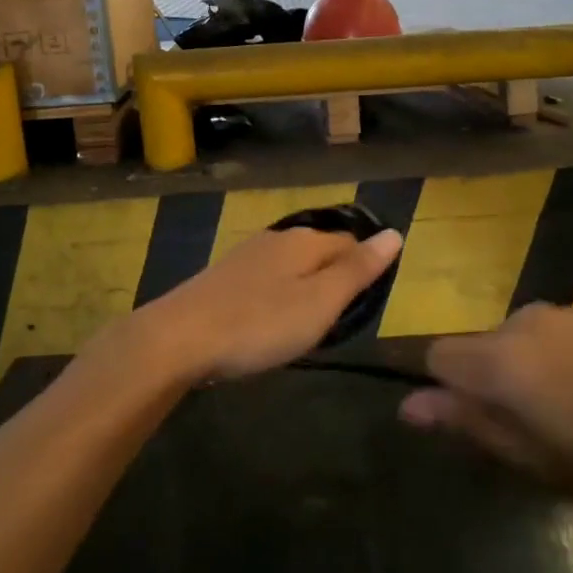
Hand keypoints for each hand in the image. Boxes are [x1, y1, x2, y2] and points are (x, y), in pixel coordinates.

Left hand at [133, 225, 402, 382]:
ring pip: (291, 265)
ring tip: (308, 324)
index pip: (350, 241)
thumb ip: (357, 270)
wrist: (178, 339)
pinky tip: (270, 320)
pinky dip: (277, 296)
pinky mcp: (223, 278)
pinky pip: (266, 279)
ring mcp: (245, 256)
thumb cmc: (259, 323)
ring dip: (305, 287)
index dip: (364, 267)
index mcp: (304, 241)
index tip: (366, 304)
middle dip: (334, 277)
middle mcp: (276, 239)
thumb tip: (394, 234)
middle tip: (339, 319)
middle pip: (320, 250)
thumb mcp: (320, 302)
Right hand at [401, 304, 572, 518]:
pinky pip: (552, 337)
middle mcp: (523, 322)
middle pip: (479, 349)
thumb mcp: (535, 460)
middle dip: (490, 386)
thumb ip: (468, 424)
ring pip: (517, 343)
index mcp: (501, 358)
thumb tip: (408, 405)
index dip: (446, 391)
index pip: (438, 356)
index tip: (477, 427)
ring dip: (526, 376)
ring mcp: (564, 314)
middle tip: (533, 437)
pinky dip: (557, 364)